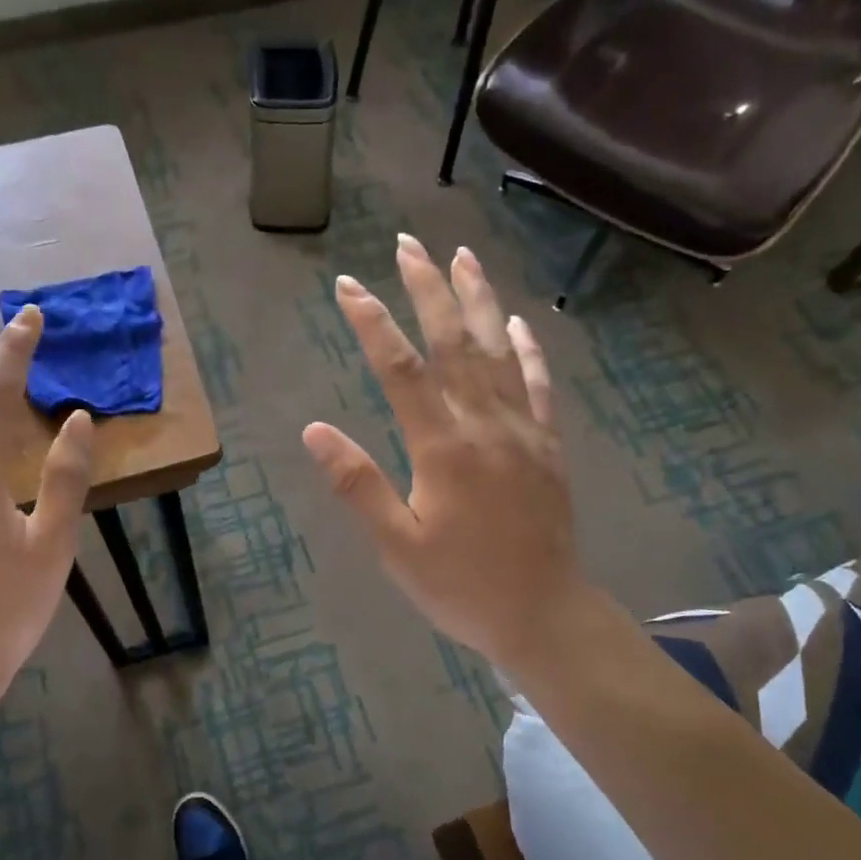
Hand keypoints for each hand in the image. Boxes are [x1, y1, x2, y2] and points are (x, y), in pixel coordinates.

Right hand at [302, 235, 589, 674]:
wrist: (543, 614)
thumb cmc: (460, 586)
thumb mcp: (396, 546)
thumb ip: (358, 485)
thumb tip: (313, 431)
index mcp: (442, 448)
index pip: (401, 370)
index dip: (373, 323)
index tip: (347, 286)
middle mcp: (484, 425)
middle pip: (454, 343)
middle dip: (427, 290)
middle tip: (408, 245)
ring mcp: (523, 431)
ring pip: (497, 351)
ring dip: (477, 300)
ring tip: (461, 257)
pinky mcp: (548, 446)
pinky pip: (538, 385)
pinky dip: (525, 348)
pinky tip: (515, 321)